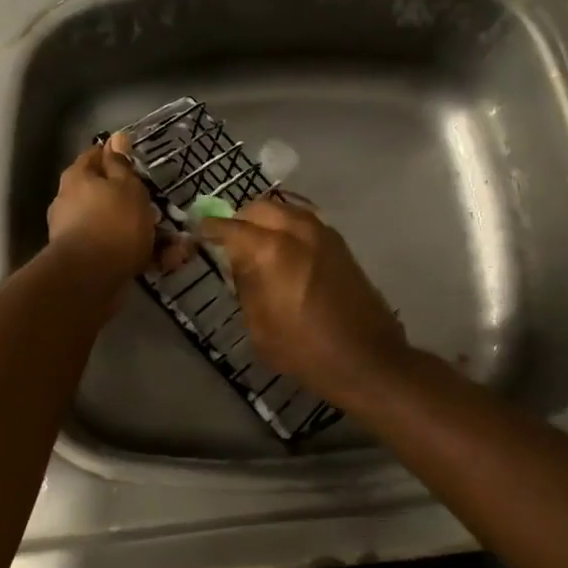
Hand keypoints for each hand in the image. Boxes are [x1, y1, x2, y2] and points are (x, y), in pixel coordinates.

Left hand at [46, 132, 161, 278]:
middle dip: (137, 204)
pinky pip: (118, 250)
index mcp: (78, 178)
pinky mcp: (87, 260)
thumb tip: (116, 137)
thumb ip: (122, 164)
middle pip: (108, 195)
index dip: (119, 157)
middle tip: (161, 211)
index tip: (140, 166)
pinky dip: (140, 255)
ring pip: (117, 225)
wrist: (90, 278)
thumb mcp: (127, 186)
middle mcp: (71, 202)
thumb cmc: (113, 222)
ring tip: (176, 245)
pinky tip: (164, 262)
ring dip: (145, 233)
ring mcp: (76, 232)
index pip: (97, 155)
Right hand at [200, 199, 408, 406]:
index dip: (212, 229)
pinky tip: (283, 249)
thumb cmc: (305, 351)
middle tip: (229, 239)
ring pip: (286, 209)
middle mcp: (299, 231)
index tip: (200, 232)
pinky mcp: (341, 245)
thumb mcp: (259, 325)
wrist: (367, 359)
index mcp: (273, 251)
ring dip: (267, 219)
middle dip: (241, 219)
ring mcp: (324, 234)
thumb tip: (237, 260)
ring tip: (256, 243)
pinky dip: (288, 226)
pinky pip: (305, 222)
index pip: (233, 227)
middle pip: (261, 208)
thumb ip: (245, 285)